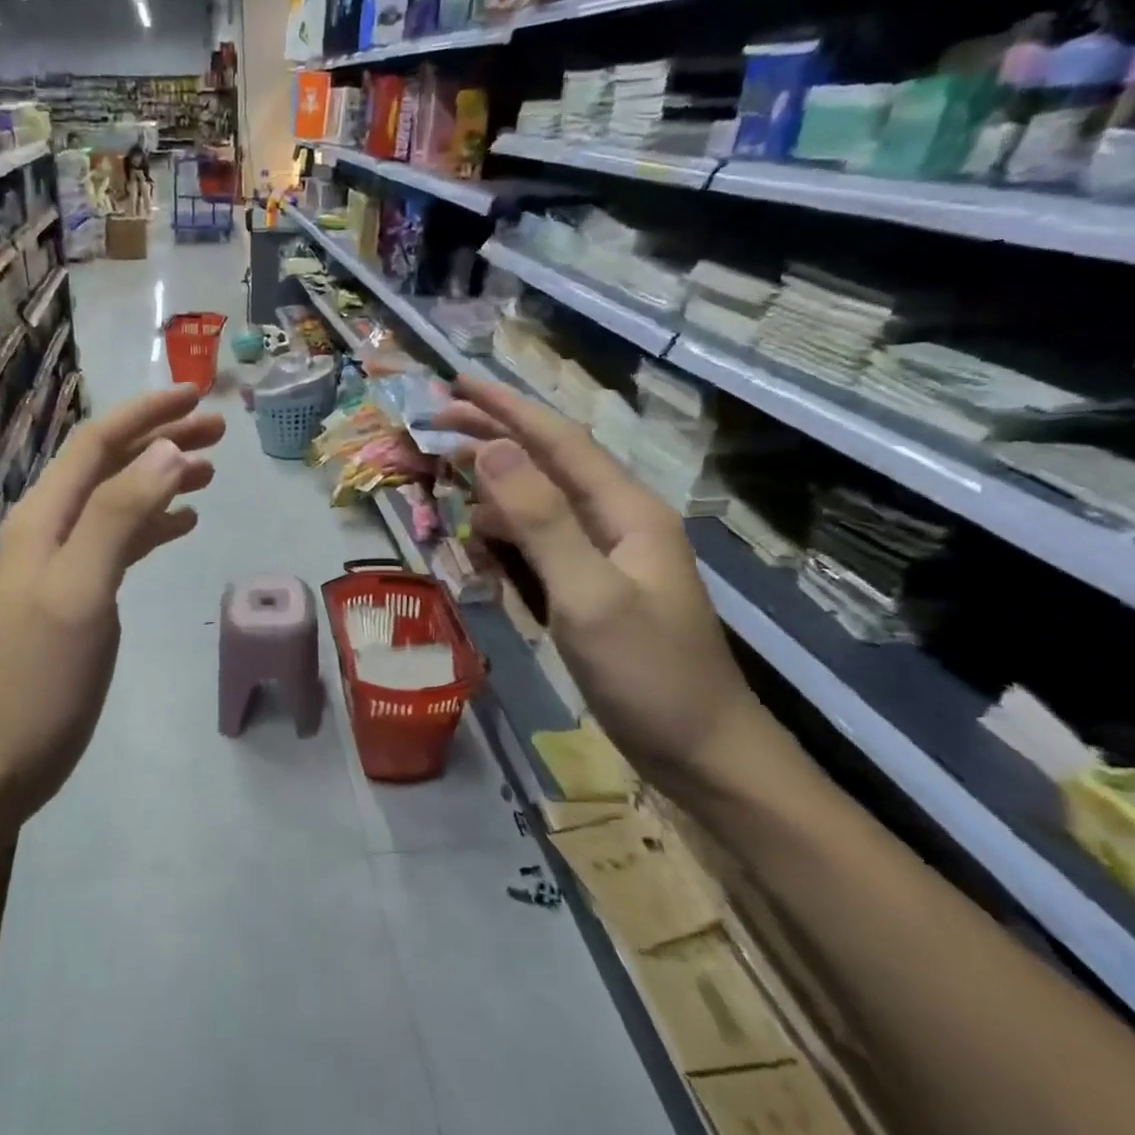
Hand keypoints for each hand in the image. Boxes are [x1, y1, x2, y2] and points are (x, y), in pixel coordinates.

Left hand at [0, 385, 223, 819]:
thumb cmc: (41, 677)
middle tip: (219, 431)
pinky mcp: (78, 595)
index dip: (146, 415)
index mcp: (44, 518)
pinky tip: (184, 525)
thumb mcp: (81, 591)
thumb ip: (120, 517)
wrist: (1, 756)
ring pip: (119, 502)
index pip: (97, 445)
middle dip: (161, 441)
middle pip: (110, 466)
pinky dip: (153, 524)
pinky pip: (120, 541)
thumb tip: (168, 452)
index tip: (198, 397)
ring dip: (162, 480)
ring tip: (211, 472)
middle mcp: (50, 529)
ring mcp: (63, 563)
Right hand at [436, 378, 764, 791]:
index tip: (455, 382)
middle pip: (547, 463)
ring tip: (446, 480)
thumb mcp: (588, 595)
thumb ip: (541, 520)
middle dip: (491, 439)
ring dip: (494, 489)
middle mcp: (617, 521)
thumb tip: (491, 451)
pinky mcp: (593, 586)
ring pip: (539, 503)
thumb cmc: (648, 673)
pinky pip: (541, 543)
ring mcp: (606, 556)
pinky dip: (506, 535)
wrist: (702, 751)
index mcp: (626, 510)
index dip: (505, 408)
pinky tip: (482, 542)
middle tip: (433, 426)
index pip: (557, 441)